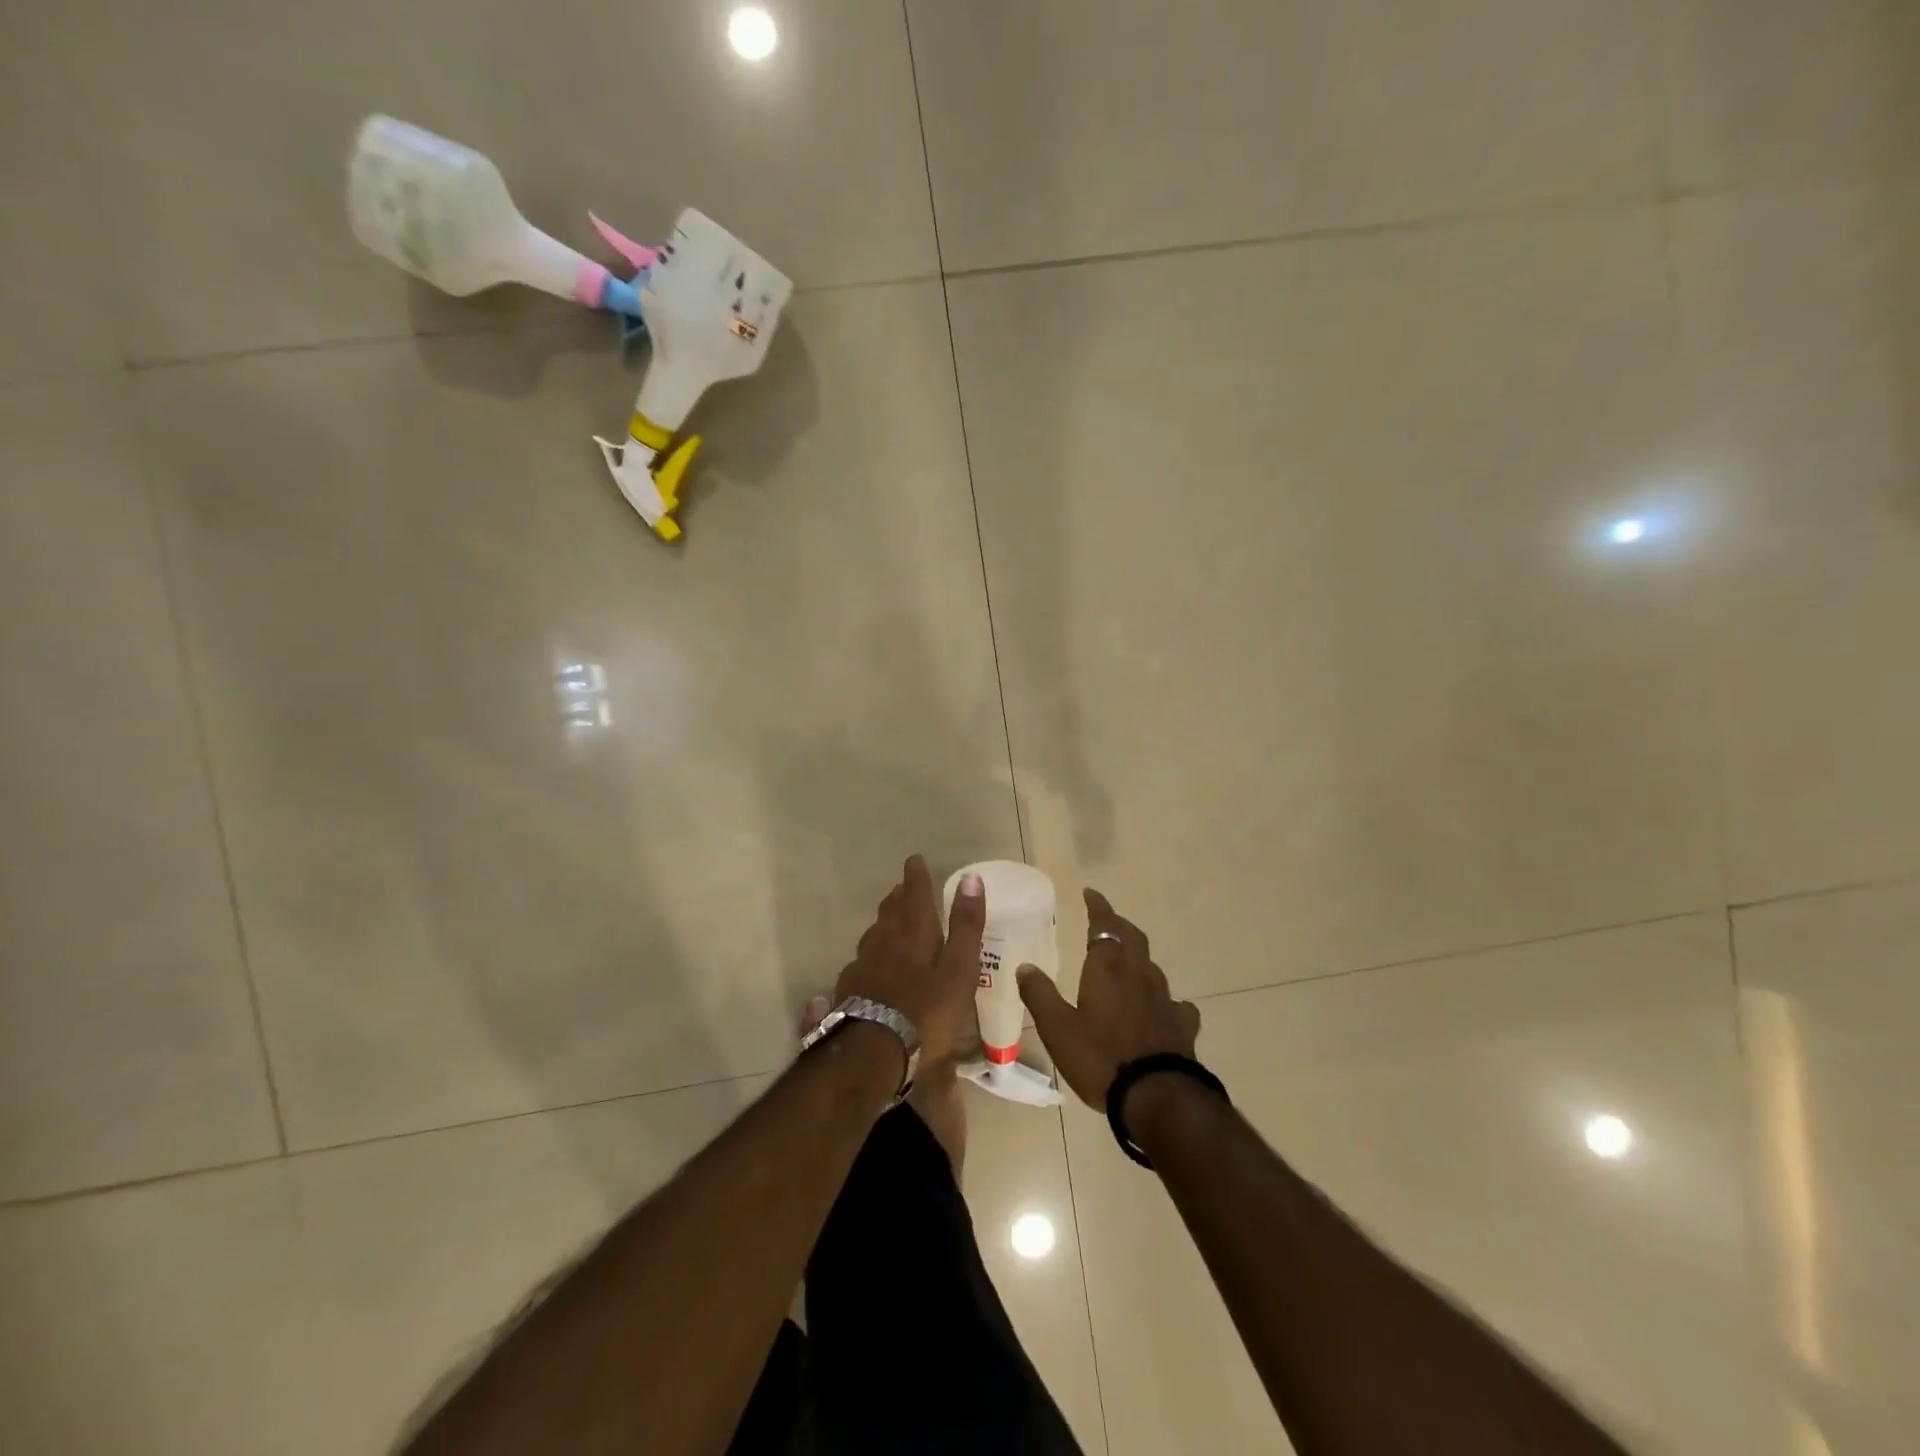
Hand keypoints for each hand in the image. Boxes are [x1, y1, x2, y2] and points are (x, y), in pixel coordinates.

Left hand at [834, 855, 984, 1065]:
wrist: (873, 1052)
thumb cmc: (927, 1011)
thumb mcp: (959, 968)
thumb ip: (965, 925)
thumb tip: (971, 879)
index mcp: (914, 933)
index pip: (915, 894)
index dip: (917, 876)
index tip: (915, 859)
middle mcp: (884, 941)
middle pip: (890, 912)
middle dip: (898, 896)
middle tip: (902, 887)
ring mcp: (862, 966)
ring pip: (872, 935)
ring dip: (883, 923)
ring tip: (889, 921)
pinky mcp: (848, 991)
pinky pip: (859, 963)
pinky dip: (868, 956)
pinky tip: (867, 965)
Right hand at [1018, 888, 1200, 1108]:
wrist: (1159, 1096)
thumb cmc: (1100, 1058)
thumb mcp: (1057, 1028)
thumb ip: (1040, 994)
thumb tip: (1025, 966)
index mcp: (1107, 968)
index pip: (1104, 925)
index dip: (1098, 907)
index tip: (1091, 893)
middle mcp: (1138, 974)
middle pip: (1132, 937)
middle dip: (1119, 924)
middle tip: (1107, 920)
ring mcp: (1165, 999)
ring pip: (1152, 966)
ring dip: (1138, 957)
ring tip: (1128, 962)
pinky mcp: (1182, 1025)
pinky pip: (1175, 1002)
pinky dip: (1164, 999)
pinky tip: (1162, 1008)